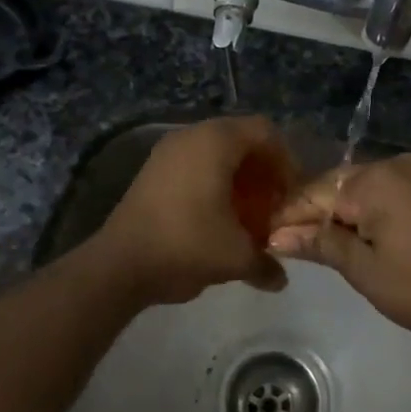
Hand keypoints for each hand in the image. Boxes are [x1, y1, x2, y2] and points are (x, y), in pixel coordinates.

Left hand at [92, 116, 291, 305]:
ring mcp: (167, 151)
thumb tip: (280, 279)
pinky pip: (194, 164)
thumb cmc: (186, 245)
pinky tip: (218, 218)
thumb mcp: (235, 257)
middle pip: (241, 140)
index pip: (265, 132)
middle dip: (262, 171)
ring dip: (238, 178)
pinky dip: (213, 182)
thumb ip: (266, 263)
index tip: (290, 194)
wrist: (120, 264)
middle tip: (272, 206)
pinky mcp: (153, 170)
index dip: (286, 160)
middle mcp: (191, 135)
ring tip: (247, 215)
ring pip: (216, 153)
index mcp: (216, 141)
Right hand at [266, 153, 410, 355]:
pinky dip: (366, 212)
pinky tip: (353, 234)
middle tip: (285, 243)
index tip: (262, 235)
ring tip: (314, 242)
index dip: (289, 216)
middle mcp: (395, 165)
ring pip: (362, 189)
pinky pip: (386, 193)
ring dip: (340, 213)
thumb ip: (321, 243)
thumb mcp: (365, 269)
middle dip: (314, 214)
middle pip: (338, 186)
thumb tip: (277, 235)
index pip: (316, 193)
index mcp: (376, 180)